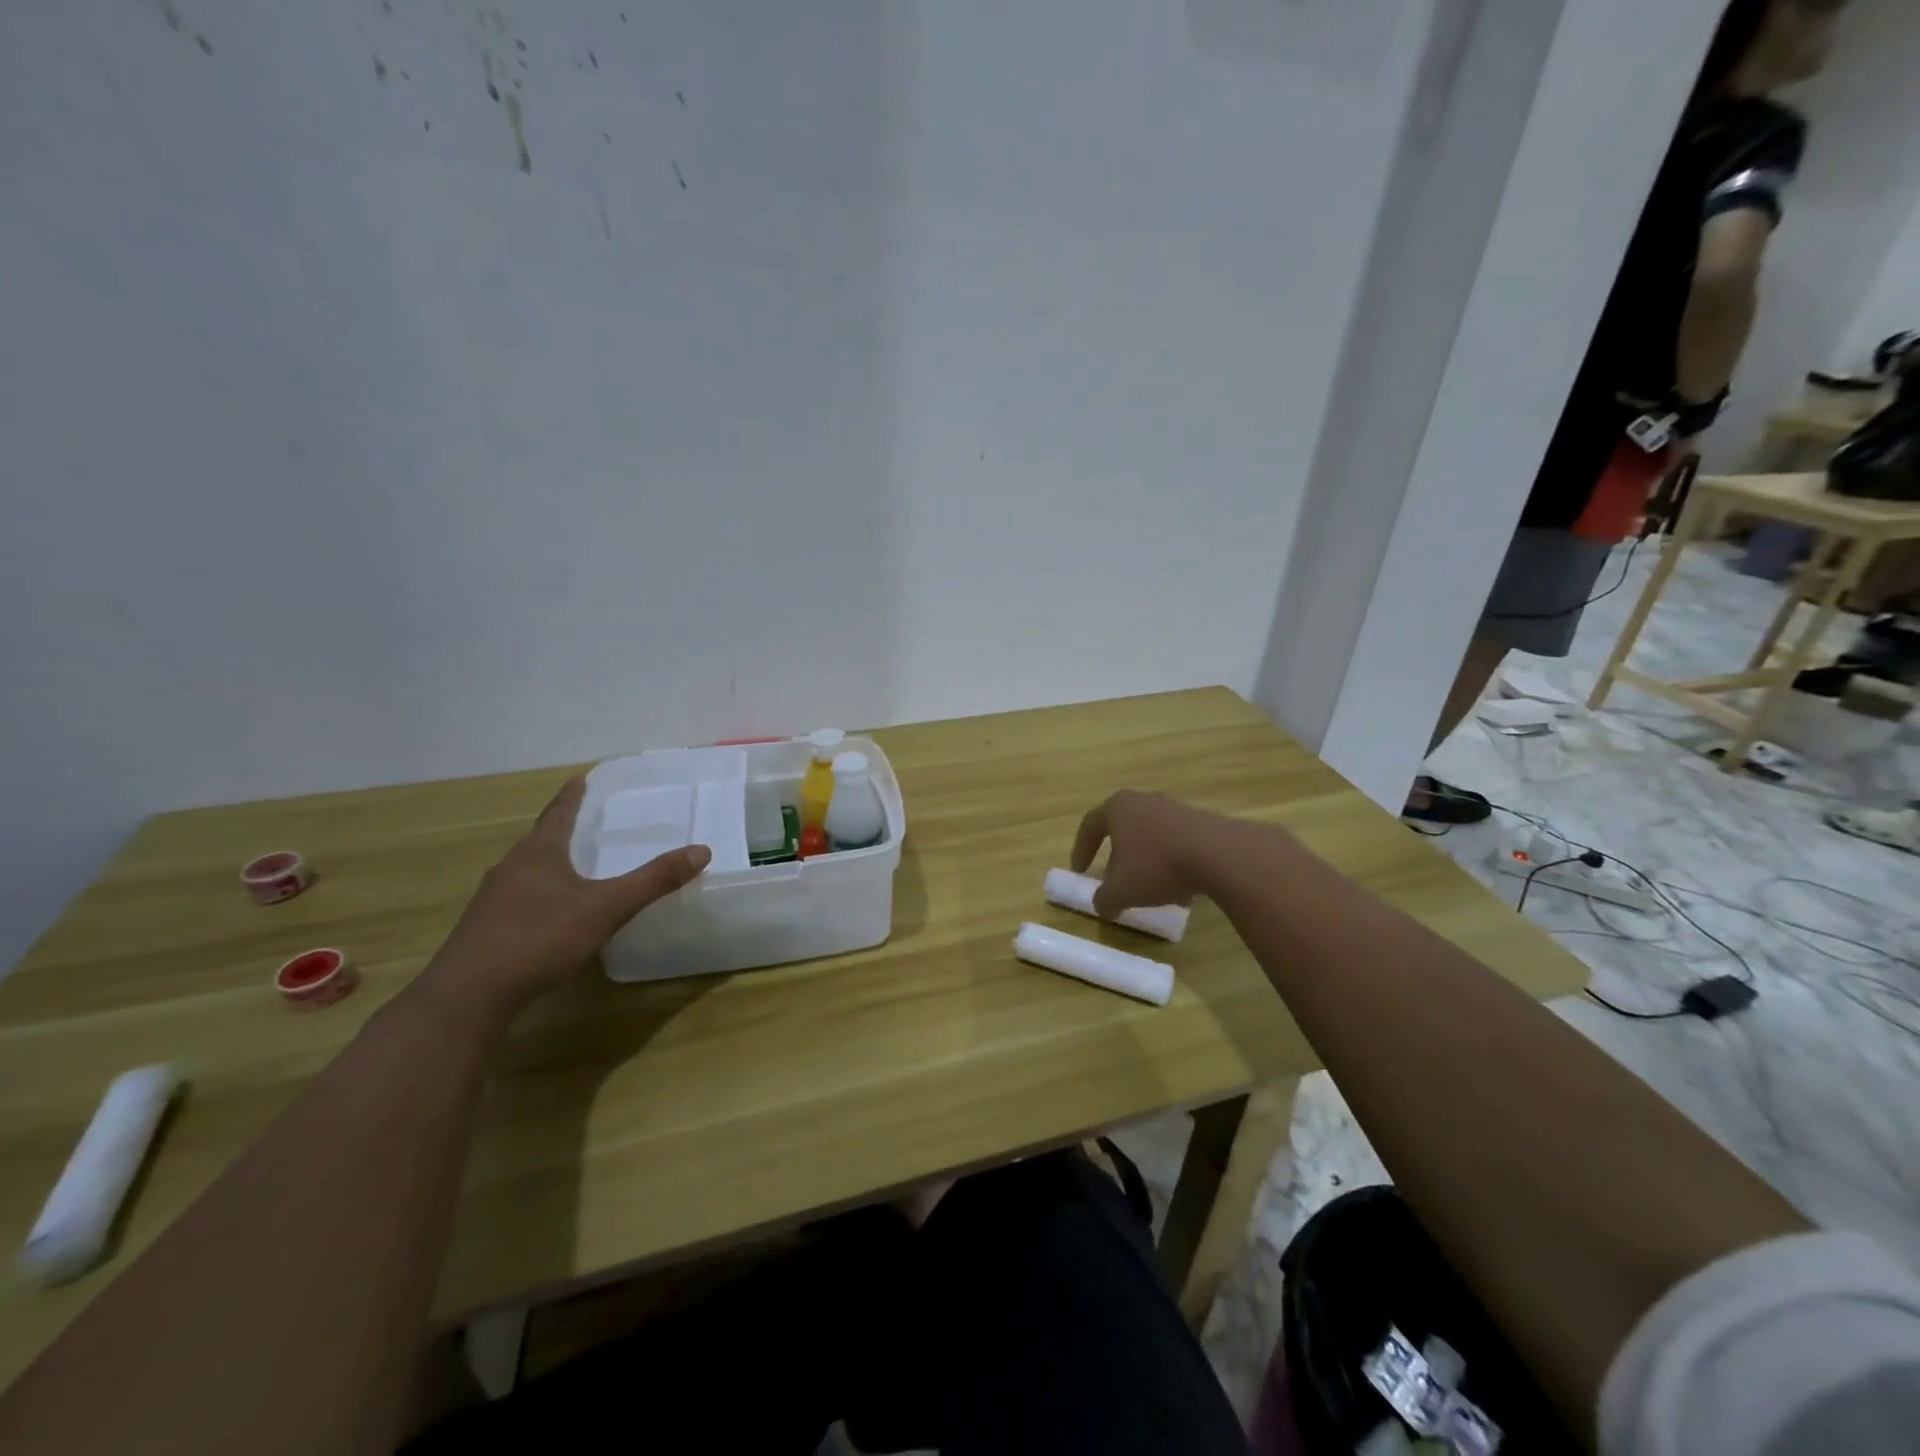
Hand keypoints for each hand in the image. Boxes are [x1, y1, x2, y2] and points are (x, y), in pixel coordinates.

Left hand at [416, 776, 709, 1021]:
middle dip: (559, 831)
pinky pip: (516, 902)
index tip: (578, 778)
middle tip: (581, 822)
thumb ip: (652, 881)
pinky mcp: (483, 933)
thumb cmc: (539, 939)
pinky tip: (548, 916)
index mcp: (538, 855)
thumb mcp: (606, 908)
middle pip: (538, 841)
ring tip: (568, 867)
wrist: (468, 997)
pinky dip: (537, 897)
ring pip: (524, 873)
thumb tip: (702, 850)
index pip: (557, 814)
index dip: (571, 797)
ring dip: (546, 865)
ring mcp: (491, 902)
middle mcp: (510, 870)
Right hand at [1069, 790, 1243, 919]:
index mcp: (1117, 808)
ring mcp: (1174, 808)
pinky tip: (1180, 888)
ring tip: (1150, 889)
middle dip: (1116, 856)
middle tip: (1113, 877)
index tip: (1079, 872)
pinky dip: (1171, 863)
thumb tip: (1102, 905)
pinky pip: (1176, 842)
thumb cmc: (1157, 866)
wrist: (1218, 854)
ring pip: (1151, 837)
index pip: (1090, 826)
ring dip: (1146, 862)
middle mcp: (1143, 800)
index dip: (1081, 850)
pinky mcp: (1200, 820)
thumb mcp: (1120, 892)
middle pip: (1122, 828)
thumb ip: (1103, 899)